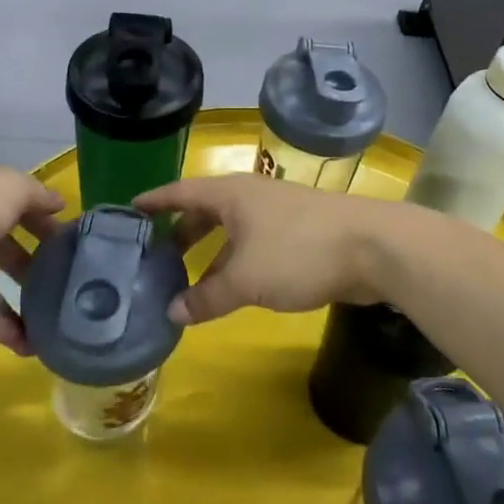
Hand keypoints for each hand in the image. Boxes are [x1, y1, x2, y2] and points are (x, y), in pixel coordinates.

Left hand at [0, 167, 62, 352]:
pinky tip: (24, 345)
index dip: (48, 221)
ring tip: (49, 328)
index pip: (22, 203)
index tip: (74, 245)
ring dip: (18, 303)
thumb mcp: (7, 190)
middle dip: (35, 264)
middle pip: (6, 242)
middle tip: (64, 289)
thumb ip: (36, 196)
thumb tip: (58, 203)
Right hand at [134, 175, 387, 325]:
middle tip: (157, 256)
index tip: (130, 209)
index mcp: (231, 194)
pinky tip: (233, 288)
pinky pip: (254, 244)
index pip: (182, 191)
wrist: (372, 247)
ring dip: (211, 253)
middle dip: (182, 232)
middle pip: (206, 210)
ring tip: (189, 282)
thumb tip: (171, 312)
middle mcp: (251, 196)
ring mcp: (278, 212)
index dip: (155, 200)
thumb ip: (207, 298)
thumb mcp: (245, 280)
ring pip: (232, 230)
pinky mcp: (300, 232)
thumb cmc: (298, 252)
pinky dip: (236, 262)